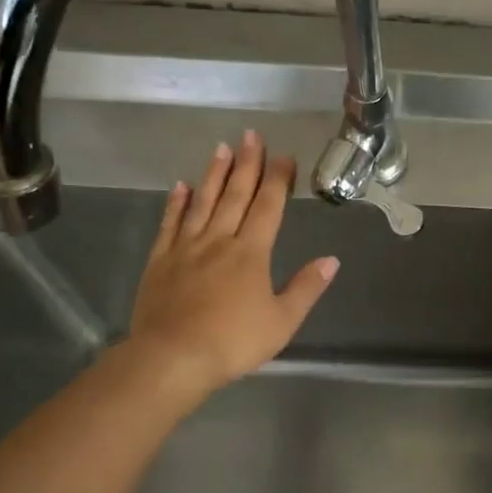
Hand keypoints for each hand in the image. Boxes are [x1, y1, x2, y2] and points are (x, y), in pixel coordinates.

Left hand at [126, 130, 338, 406]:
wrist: (172, 358)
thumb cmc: (233, 342)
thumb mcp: (282, 321)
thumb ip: (306, 288)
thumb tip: (331, 259)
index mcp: (251, 253)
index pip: (268, 207)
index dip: (278, 180)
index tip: (284, 156)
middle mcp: (219, 241)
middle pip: (235, 195)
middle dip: (247, 164)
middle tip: (251, 135)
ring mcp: (186, 248)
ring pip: (202, 202)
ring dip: (214, 174)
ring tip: (221, 147)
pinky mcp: (160, 260)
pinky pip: (170, 224)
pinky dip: (176, 203)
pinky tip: (181, 187)